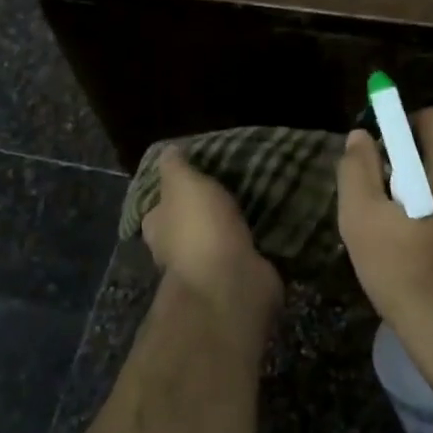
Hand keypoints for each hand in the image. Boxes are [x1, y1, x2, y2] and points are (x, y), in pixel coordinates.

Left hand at [141, 148, 282, 317]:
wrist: (230, 282)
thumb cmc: (199, 228)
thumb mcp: (182, 184)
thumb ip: (175, 166)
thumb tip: (168, 150)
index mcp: (158, 227)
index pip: (159, 206)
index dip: (172, 191)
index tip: (195, 174)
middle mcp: (178, 250)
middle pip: (189, 224)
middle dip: (207, 209)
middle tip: (233, 182)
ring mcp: (208, 268)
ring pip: (220, 239)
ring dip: (234, 225)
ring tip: (259, 198)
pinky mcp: (238, 278)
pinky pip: (246, 253)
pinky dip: (256, 242)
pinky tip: (273, 223)